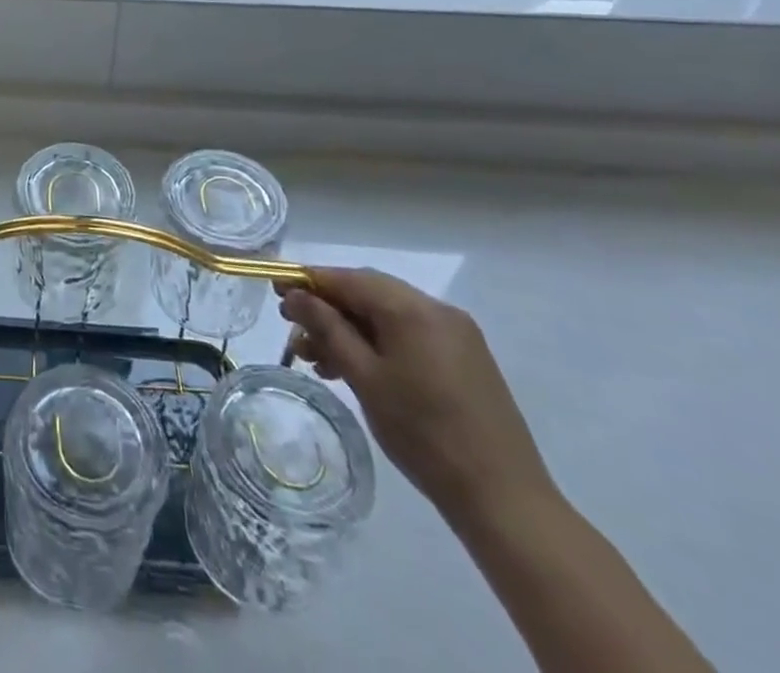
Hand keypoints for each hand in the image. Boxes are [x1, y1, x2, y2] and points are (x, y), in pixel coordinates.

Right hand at [280, 268, 554, 529]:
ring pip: (387, 315)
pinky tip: (355, 369)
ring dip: (349, 329)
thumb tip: (296, 295)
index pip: (347, 279)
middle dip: (327, 307)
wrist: (504, 500)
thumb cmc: (424, 434)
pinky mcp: (465, 359)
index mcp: (412, 309)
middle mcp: (437, 310)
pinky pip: (408, 335)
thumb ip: (327, 329)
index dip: (307, 281)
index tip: (275, 290)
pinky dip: (377, 343)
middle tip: (293, 328)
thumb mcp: (364, 378)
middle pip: (368, 292)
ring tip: (317, 358)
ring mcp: (456, 335)